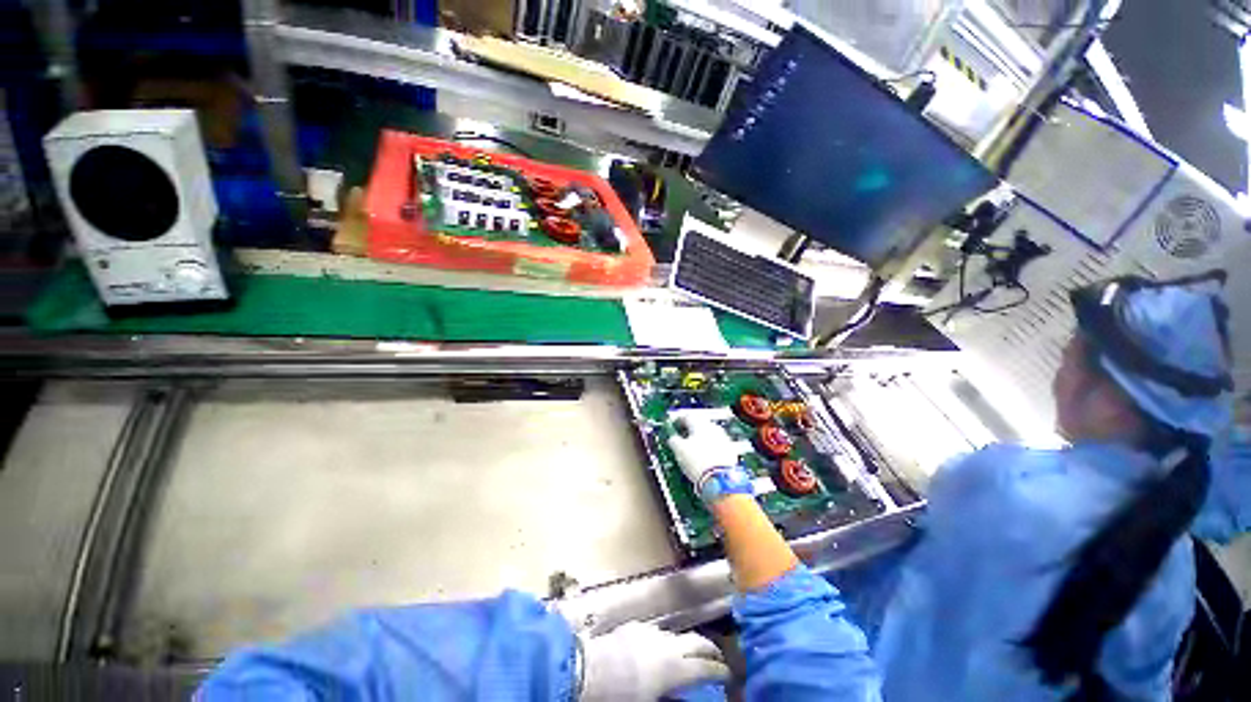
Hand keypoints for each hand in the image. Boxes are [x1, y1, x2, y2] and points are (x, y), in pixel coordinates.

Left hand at [580, 621, 729, 700]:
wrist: (589, 670)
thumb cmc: (621, 697)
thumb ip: (672, 697)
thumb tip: (684, 692)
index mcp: (675, 669)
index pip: (706, 668)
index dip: (720, 671)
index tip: (729, 675)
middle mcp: (668, 646)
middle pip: (698, 642)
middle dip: (711, 650)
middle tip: (719, 658)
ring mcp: (652, 633)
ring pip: (680, 635)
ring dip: (690, 643)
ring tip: (695, 652)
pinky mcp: (637, 626)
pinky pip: (660, 632)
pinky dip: (669, 639)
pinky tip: (664, 647)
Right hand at [667, 418, 742, 486]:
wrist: (720, 481)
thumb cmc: (699, 463)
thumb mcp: (678, 450)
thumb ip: (673, 440)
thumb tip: (672, 438)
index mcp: (700, 423)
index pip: (687, 416)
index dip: (678, 421)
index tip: (673, 427)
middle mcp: (713, 428)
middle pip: (699, 425)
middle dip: (690, 430)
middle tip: (681, 438)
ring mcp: (724, 439)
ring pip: (708, 435)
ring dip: (700, 440)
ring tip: (692, 451)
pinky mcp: (730, 452)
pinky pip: (716, 446)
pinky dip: (709, 450)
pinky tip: (704, 458)